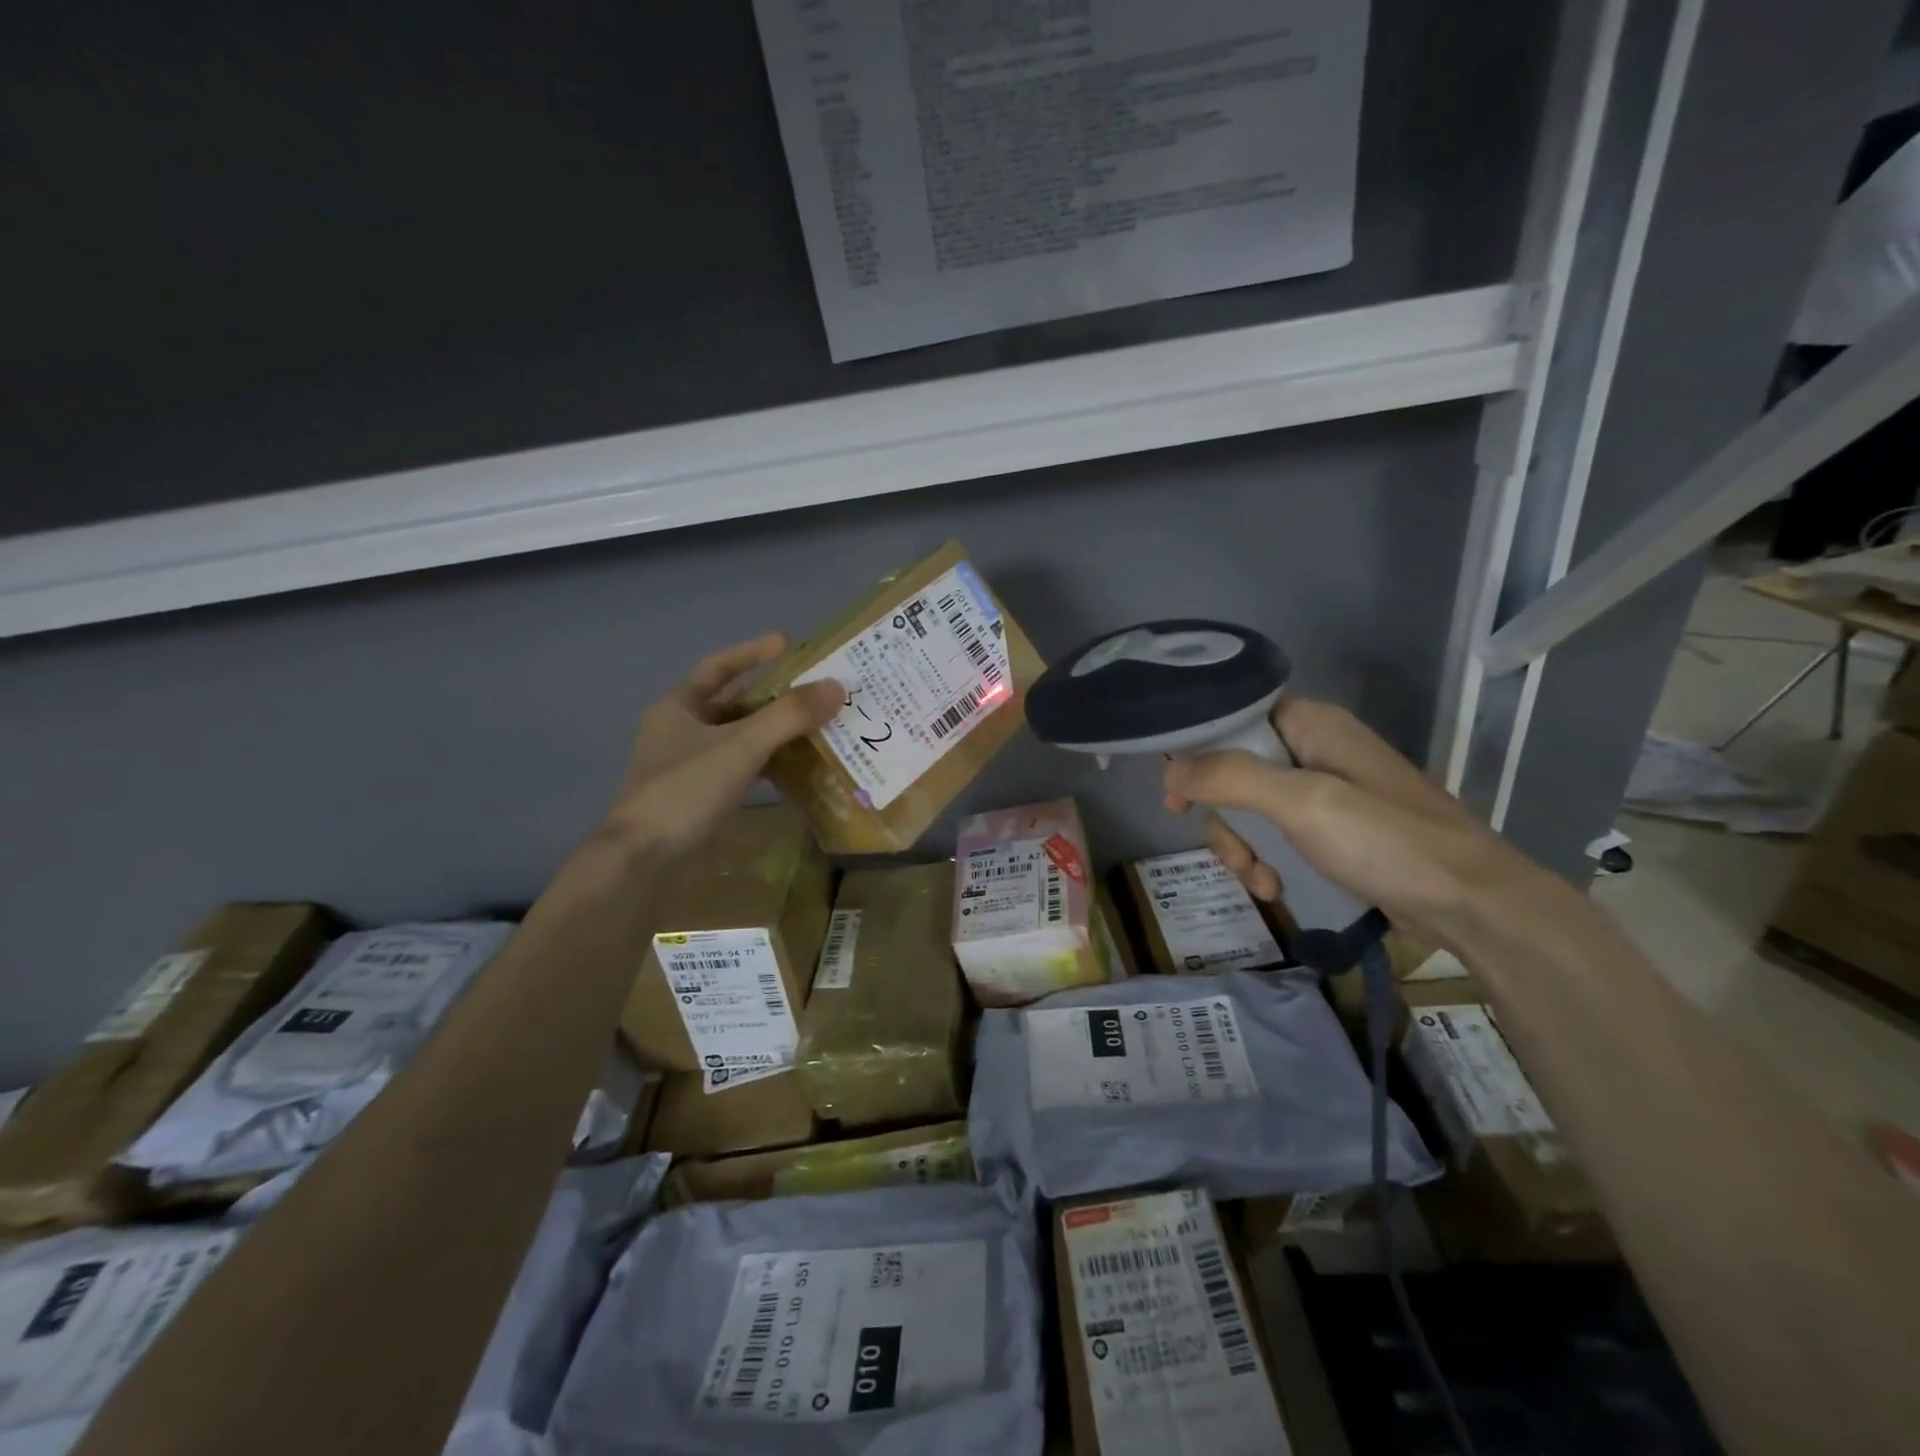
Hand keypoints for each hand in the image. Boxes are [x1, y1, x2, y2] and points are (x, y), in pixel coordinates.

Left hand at [601, 633, 841, 859]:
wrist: (644, 860)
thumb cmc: (685, 790)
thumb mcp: (740, 747)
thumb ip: (788, 716)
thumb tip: (836, 688)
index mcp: (678, 708)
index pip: (718, 667)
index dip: (752, 652)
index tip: (787, 642)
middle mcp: (681, 731)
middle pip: (732, 703)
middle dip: (771, 695)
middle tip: (813, 690)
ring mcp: (689, 766)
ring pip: (737, 737)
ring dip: (772, 731)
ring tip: (813, 725)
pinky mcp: (700, 796)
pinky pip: (739, 767)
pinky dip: (766, 763)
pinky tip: (794, 767)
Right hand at [1162, 697, 1567, 951]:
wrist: (1472, 905)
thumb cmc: (1386, 841)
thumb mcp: (1303, 803)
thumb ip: (1231, 778)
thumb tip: (1169, 770)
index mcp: (1309, 725)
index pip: (1230, 719)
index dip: (1196, 753)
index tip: (1176, 797)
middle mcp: (1313, 750)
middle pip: (1233, 772)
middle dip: (1225, 819)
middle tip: (1232, 853)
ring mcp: (1325, 793)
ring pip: (1251, 811)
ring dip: (1245, 849)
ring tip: (1262, 881)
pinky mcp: (1334, 831)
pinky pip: (1278, 837)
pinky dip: (1269, 863)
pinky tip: (1278, 889)